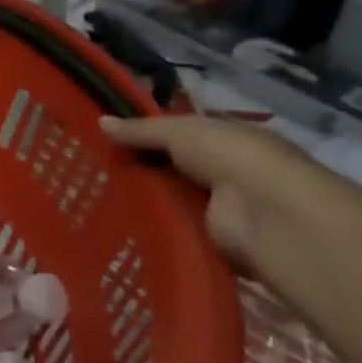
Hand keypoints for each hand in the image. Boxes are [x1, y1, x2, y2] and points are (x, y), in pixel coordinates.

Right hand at [100, 114, 319, 267]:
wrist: (269, 215)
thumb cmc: (231, 158)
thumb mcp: (180, 131)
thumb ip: (141, 130)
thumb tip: (99, 122)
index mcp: (226, 139)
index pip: (179, 134)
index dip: (145, 134)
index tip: (106, 138)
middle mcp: (226, 171)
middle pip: (172, 167)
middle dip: (139, 167)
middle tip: (93, 168)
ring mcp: (222, 207)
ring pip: (171, 199)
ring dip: (143, 199)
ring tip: (95, 196)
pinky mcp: (214, 241)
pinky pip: (175, 231)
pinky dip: (152, 230)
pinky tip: (117, 224)